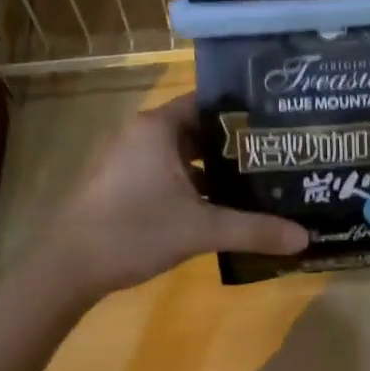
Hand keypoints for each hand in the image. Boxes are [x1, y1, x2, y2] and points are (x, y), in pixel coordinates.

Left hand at [37, 94, 307, 298]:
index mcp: (157, 127)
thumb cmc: (133, 231)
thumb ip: (253, 230)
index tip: (274, 124)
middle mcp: (140, 132)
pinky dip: (188, 181)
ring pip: (179, 152)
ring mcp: (125, 157)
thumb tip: (304, 237)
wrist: (65, 269)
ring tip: (251, 179)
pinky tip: (214, 204)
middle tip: (272, 154)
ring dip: (210, 166)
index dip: (242, 112)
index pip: (208, 102)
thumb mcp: (200, 230)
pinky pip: (163, 170)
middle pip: (196, 128)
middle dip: (232, 143)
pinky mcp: (117, 181)